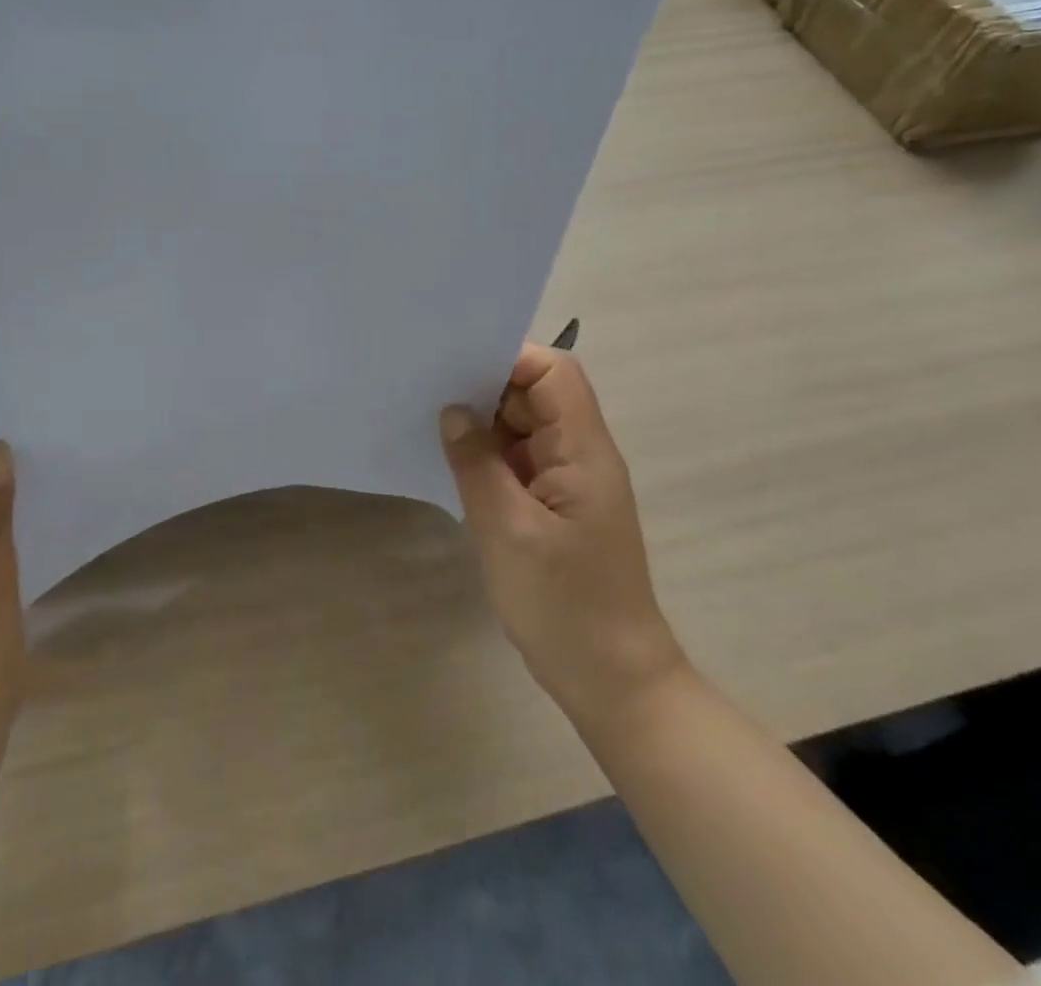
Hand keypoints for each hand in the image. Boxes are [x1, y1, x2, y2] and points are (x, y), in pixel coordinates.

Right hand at [439, 346, 685, 721]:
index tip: (457, 368)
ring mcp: (568, 482)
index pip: (555, 374)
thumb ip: (476, 462)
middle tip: (430, 393)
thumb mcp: (507, 529)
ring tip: (432, 423)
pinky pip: (519, 462)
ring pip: (525, 429)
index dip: (511, 360)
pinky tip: (453, 462)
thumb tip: (453, 410)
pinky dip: (488, 457)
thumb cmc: (564, 604)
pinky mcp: (554, 507)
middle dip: (487, 389)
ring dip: (485, 425)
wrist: (610, 680)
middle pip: (537, 396)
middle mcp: (581, 455)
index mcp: (584, 451)